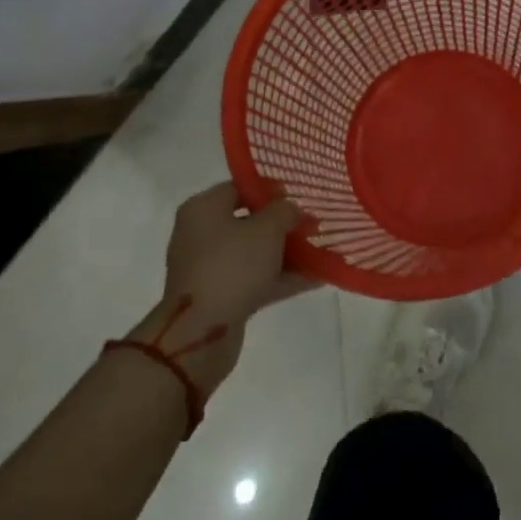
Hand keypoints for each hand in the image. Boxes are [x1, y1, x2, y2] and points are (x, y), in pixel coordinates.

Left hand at [130, 182, 310, 390]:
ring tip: (321, 253)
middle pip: (248, 221)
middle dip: (283, 225)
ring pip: (253, 253)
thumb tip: (291, 210)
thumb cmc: (232, 265)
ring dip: (286, 253)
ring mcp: (208, 267)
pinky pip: (253, 279)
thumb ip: (285, 211)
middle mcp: (200, 234)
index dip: (271, 190)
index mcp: (203, 208)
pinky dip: (279, 278)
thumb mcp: (267, 228)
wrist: (201, 332)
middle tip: (312, 226)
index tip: (299, 198)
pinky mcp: (218, 296)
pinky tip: (314, 279)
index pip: (240, 187)